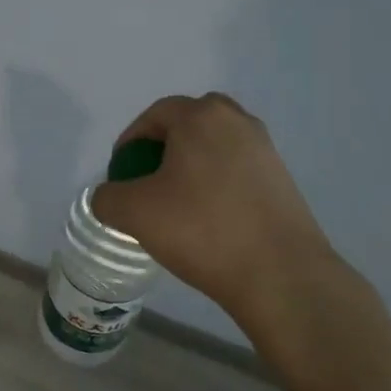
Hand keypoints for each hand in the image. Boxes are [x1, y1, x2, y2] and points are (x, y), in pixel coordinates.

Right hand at [90, 93, 344, 325]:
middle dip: (165, 146)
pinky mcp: (283, 179)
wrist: (280, 275)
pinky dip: (218, 183)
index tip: (121, 174)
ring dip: (193, 165)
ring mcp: (265, 149)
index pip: (154, 115)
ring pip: (216, 146)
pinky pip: (238, 169)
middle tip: (150, 180)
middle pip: (189, 123)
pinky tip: (210, 220)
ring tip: (179, 203)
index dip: (130, 142)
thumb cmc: (201, 230)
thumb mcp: (134, 213)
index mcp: (200, 116)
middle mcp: (237, 121)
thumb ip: (107, 197)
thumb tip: (110, 197)